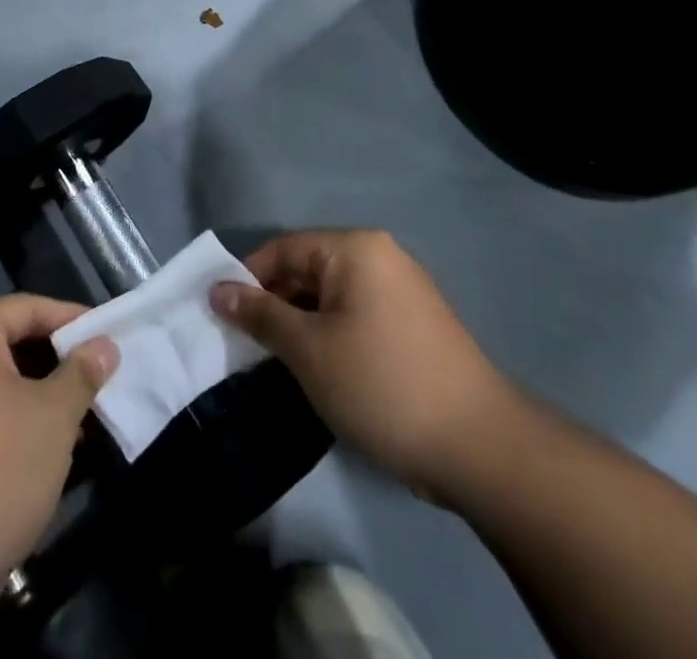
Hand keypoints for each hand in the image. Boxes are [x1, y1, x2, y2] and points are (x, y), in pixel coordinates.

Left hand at [0, 294, 118, 626]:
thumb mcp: (53, 416)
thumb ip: (82, 373)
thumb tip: (104, 346)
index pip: (26, 307)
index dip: (70, 319)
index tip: (108, 336)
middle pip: (10, 339)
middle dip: (57, 359)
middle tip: (98, 376)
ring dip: (40, 392)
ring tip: (82, 414)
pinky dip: (16, 416)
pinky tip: (49, 444)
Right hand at [210, 230, 517, 506]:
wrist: (480, 448)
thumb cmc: (381, 384)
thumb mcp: (308, 350)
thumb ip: (260, 314)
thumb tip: (216, 289)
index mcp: (354, 248)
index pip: (283, 249)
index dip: (247, 279)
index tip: (222, 315)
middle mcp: (380, 257)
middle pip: (308, 269)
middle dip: (273, 304)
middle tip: (245, 344)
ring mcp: (402, 290)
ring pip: (331, 296)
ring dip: (300, 323)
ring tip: (276, 362)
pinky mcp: (414, 325)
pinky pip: (356, 315)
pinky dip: (330, 334)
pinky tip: (319, 370)